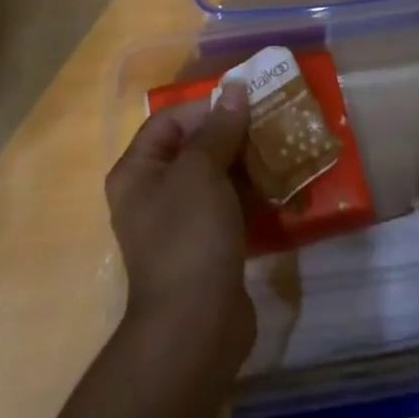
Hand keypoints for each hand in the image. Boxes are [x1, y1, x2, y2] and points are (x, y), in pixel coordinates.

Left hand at [105, 82, 253, 371]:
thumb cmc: (188, 236)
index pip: (169, 121)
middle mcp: (152, 194)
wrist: (195, 329)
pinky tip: (281, 186)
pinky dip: (251, 196)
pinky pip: (228, 209)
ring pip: (215, 179)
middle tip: (270, 121)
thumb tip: (234, 88)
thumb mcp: (202, 171)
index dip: (205, 107)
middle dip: (232, 134)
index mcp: (137, 171)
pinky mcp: (206, 249)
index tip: (244, 102)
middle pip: (194, 148)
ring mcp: (180, 224)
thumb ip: (219, 129)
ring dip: (246, 164)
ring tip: (281, 148)